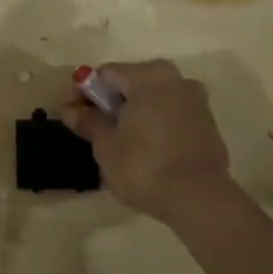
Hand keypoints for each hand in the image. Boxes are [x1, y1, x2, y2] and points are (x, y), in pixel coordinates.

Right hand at [62, 60, 233, 222]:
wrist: (199, 199)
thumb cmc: (144, 166)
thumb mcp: (106, 145)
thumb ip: (87, 121)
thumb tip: (70, 110)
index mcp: (149, 76)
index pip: (105, 74)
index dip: (81, 91)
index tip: (66, 112)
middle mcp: (175, 79)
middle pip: (130, 82)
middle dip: (106, 101)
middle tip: (86, 124)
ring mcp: (195, 100)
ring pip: (151, 98)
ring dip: (129, 111)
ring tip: (112, 137)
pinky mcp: (206, 123)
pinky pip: (169, 113)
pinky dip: (150, 122)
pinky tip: (139, 145)